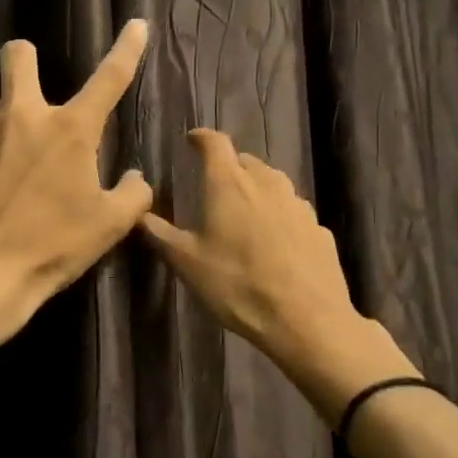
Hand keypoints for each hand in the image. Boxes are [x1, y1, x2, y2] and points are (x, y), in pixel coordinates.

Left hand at [0, 22, 153, 342]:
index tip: (134, 25)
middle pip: (18, 55)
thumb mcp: (109, 226)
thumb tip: (133, 178)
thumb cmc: (52, 247)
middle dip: (25, 61)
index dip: (126, 48)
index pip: (109, 77)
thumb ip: (132, 194)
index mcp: (69, 130)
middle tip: (28, 88)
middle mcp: (20, 116)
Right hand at [138, 129, 412, 416]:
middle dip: (229, 168)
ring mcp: (298, 205)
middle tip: (214, 187)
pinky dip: (279, 217)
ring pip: (273, 185)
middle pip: (246, 162)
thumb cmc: (237, 285)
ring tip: (243, 214)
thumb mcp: (187, 263)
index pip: (215, 143)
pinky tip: (274, 243)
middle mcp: (267, 183)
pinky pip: (293, 213)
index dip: (201, 138)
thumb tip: (138, 213)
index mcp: (230, 184)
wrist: (306, 319)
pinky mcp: (319, 228)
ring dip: (256, 190)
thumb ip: (160, 234)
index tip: (191, 140)